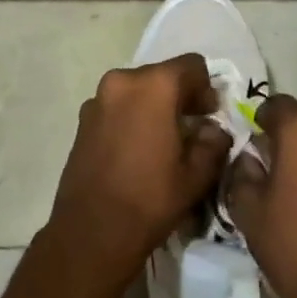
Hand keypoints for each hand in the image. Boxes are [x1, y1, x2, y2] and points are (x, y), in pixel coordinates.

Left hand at [45, 54, 229, 288]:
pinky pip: (117, 107)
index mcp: (155, 85)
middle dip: (181, 97)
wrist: (92, 231)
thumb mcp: (197, 174)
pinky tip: (137, 151)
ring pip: (138, 91)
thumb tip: (213, 130)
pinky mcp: (82, 120)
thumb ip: (214, 142)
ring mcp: (97, 99)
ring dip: (154, 107)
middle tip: (192, 129)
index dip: (207, 88)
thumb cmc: (150, 198)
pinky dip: (132, 118)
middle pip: (163, 75)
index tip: (210, 116)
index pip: (193, 65)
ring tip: (162, 142)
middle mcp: (122, 81)